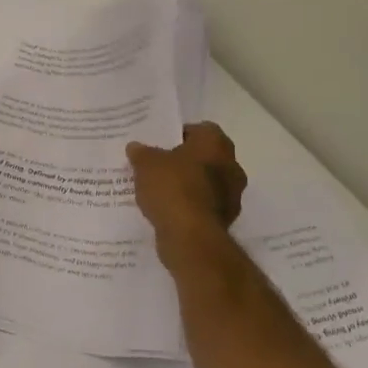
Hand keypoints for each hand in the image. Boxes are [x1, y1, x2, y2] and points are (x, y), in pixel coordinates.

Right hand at [127, 123, 246, 274]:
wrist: (191, 238)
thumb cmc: (173, 188)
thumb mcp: (146, 164)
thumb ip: (141, 153)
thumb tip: (135, 147)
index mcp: (216, 143)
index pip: (200, 129)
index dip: (179, 135)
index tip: (160, 145)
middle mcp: (231, 166)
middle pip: (204, 157)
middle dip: (183, 162)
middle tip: (158, 166)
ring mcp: (232, 196)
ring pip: (205, 183)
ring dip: (187, 186)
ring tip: (158, 190)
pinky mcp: (225, 220)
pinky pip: (203, 206)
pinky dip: (188, 207)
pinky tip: (166, 211)